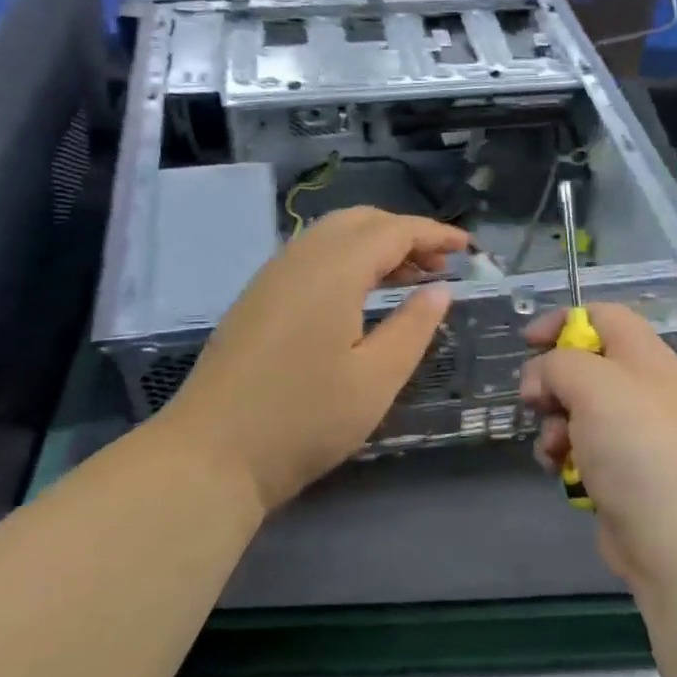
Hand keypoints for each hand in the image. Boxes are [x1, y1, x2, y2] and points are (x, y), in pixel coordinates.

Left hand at [163, 207, 467, 515]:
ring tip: (410, 278)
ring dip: (374, 245)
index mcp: (333, 270)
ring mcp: (271, 277)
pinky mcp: (256, 299)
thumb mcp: (376, 379)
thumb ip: (414, 327)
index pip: (392, 231)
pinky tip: (360, 296)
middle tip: (439, 263)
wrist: (210, 455)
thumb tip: (439, 290)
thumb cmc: (304, 420)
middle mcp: (299, 258)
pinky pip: (311, 257)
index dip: (433, 234)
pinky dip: (346, 260)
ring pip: (331, 236)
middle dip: (404, 233)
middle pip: (359, 221)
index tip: (466, 248)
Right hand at [521, 303, 676, 590]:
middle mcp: (640, 388)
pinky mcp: (619, 468)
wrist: (672, 535)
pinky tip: (560, 470)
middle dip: (551, 381)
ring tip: (556, 446)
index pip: (602, 316)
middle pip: (582, 364)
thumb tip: (541, 380)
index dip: (562, 321)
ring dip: (553, 423)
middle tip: (536, 401)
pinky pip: (579, 446)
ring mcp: (631, 431)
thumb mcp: (592, 384)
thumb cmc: (635, 446)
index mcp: (644, 356)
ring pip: (573, 408)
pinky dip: (563, 453)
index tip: (528, 343)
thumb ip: (557, 364)